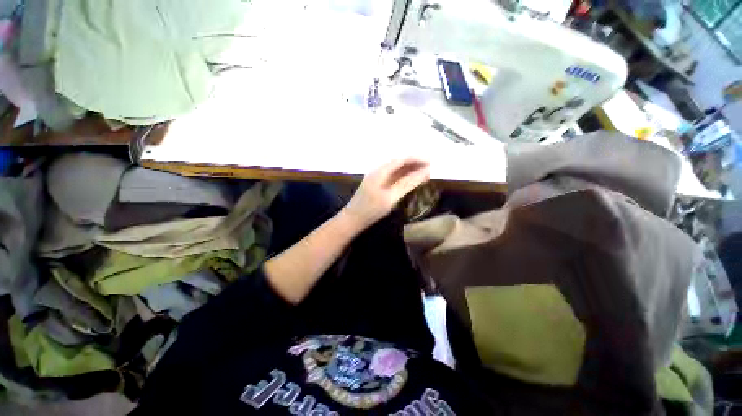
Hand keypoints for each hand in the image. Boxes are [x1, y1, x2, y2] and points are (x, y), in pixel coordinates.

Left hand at [342, 158, 429, 230]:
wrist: (352, 220)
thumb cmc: (371, 210)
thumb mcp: (391, 197)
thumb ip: (407, 184)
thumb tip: (425, 172)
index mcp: (380, 171)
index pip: (401, 159)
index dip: (416, 159)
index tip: (431, 162)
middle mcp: (378, 171)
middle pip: (399, 163)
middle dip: (414, 164)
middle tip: (429, 169)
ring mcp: (376, 178)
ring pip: (395, 170)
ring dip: (409, 170)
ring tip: (423, 174)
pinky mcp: (376, 185)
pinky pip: (392, 177)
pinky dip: (402, 177)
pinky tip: (409, 181)